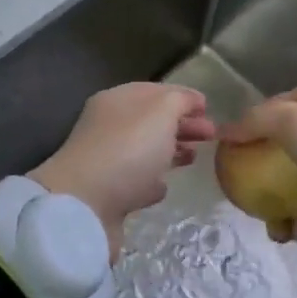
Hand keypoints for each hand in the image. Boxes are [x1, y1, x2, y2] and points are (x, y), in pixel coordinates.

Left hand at [31, 83, 215, 258]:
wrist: (85, 206)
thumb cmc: (128, 149)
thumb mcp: (161, 112)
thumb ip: (179, 101)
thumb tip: (190, 101)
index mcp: (116, 101)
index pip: (154, 91)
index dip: (182, 96)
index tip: (208, 108)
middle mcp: (108, 127)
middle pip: (151, 121)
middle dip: (181, 125)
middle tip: (211, 135)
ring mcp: (106, 162)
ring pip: (144, 151)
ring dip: (170, 151)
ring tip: (194, 158)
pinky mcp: (107, 195)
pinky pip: (135, 182)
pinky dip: (151, 182)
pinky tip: (163, 187)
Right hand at [218, 86, 296, 262]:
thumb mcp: (295, 123)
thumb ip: (258, 121)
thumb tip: (226, 132)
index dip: (268, 108)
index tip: (242, 128)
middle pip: (294, 149)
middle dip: (267, 166)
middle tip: (245, 179)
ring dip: (279, 207)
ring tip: (270, 220)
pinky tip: (293, 233)